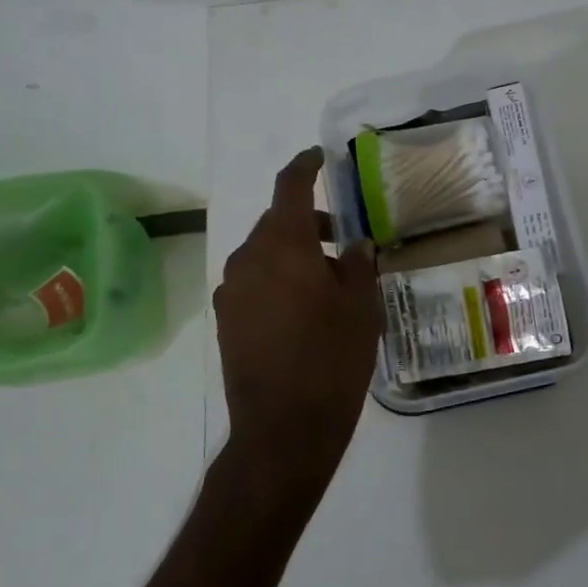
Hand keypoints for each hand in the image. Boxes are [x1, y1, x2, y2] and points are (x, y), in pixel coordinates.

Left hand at [214, 147, 382, 498]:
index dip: (305, 165)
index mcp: (283, 244)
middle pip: (277, 222)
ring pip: (264, 254)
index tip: (320, 157)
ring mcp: (231, 290)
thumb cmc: (332, 359)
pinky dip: (277, 281)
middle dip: (307, 223)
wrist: (284, 428)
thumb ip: (359, 265)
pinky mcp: (226, 320)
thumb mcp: (361, 308)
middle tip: (343, 241)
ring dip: (292, 255)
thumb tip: (355, 244)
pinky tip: (302, 311)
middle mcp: (248, 258)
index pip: (290, 185)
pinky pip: (254, 283)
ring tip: (327, 283)